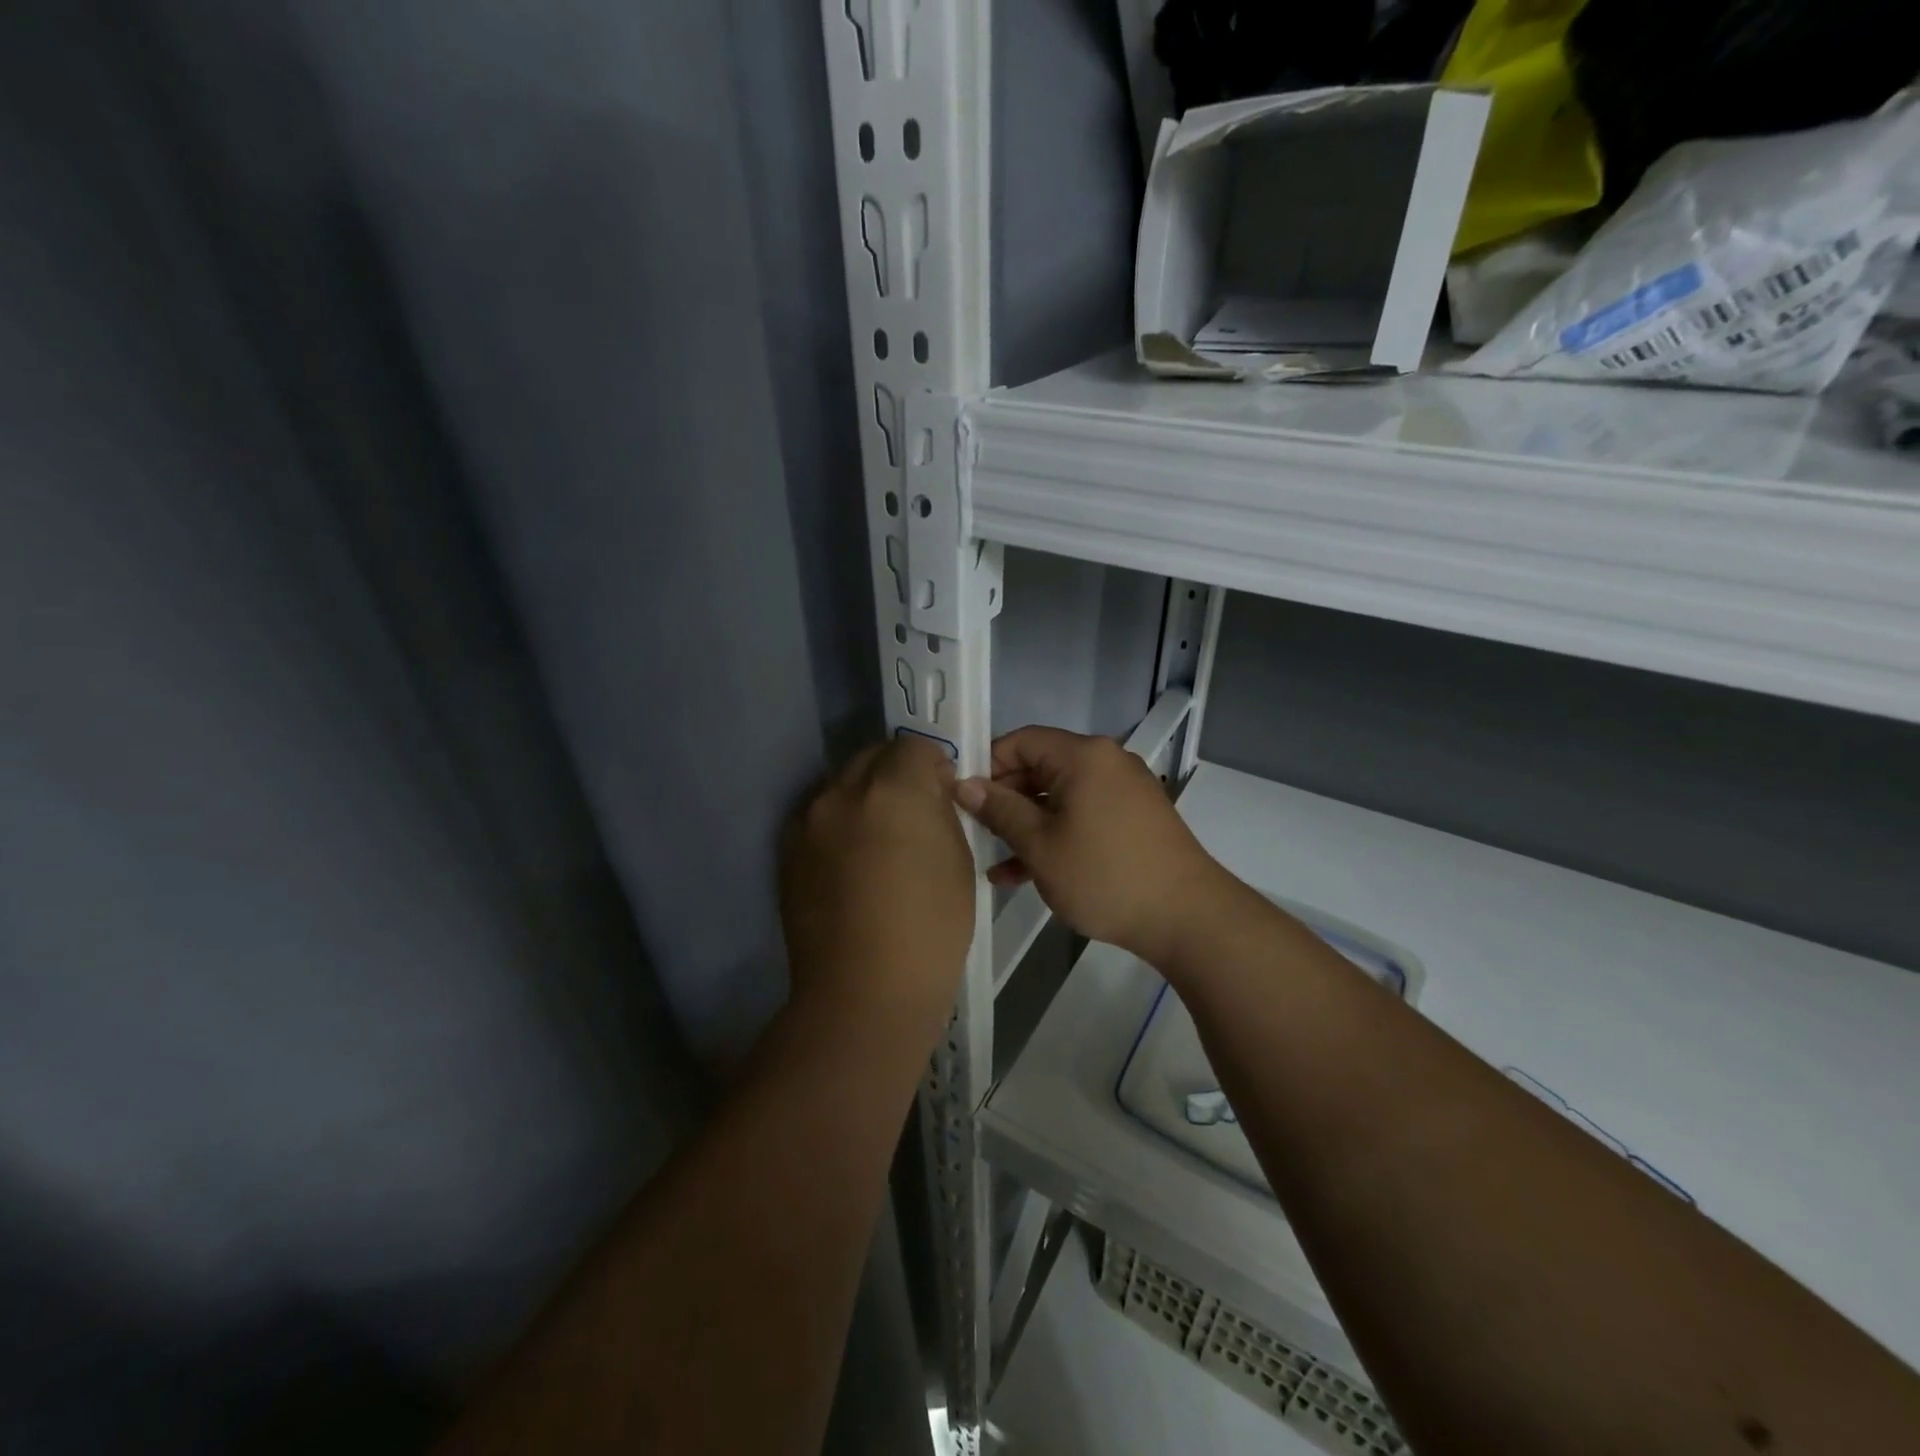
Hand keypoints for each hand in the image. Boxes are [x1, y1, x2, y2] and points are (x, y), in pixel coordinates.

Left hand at [780, 737, 976, 1024]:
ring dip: (863, 798)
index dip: (932, 766)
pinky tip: (849, 865)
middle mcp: (843, 791)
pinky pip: (819, 818)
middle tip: (912, 816)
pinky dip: (837, 826)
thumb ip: (940, 813)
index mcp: (894, 789)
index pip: (913, 745)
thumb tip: (928, 795)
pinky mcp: (787, 849)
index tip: (942, 794)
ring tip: (877, 842)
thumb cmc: (930, 929)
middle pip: (872, 758)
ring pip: (842, 786)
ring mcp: (808, 820)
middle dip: (896, 775)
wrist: (863, 991)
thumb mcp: (959, 860)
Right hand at [954, 726, 1235, 965]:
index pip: (1021, 740)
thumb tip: (964, 784)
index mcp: (1083, 756)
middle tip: (975, 832)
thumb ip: (1000, 810)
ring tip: (994, 861)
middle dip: (1005, 800)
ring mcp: (1123, 790)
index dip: (987, 765)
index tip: (963, 799)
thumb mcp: (1041, 845)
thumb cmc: (1105, 875)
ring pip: (1059, 796)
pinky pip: (1082, 814)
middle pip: (1040, 767)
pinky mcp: (1133, 817)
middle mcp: (1106, 762)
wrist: (1186, 917)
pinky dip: (1056, 834)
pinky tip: (1025, 873)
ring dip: (1027, 825)